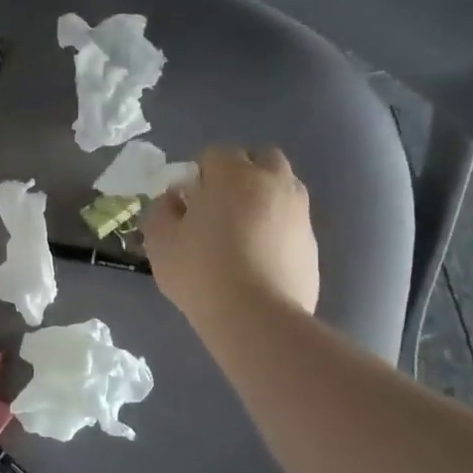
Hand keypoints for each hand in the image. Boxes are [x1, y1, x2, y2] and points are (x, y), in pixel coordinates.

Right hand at [143, 145, 319, 323]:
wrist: (257, 318)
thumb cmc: (201, 272)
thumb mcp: (160, 241)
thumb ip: (162, 210)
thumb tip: (176, 200)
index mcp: (233, 174)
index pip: (214, 154)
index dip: (198, 175)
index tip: (188, 202)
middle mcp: (272, 182)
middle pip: (261, 158)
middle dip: (241, 172)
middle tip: (220, 206)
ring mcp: (299, 212)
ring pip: (283, 187)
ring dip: (264, 196)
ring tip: (243, 230)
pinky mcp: (312, 242)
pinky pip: (292, 221)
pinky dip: (278, 227)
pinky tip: (260, 257)